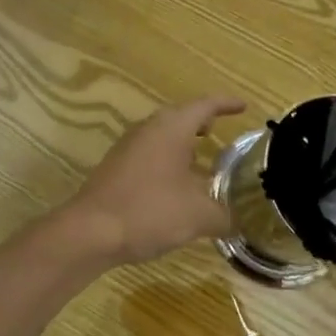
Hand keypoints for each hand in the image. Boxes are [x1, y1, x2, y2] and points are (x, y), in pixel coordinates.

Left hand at [59, 96, 247, 265]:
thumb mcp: (198, 216)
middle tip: (221, 130)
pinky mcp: (117, 166)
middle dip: (202, 122)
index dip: (226, 104)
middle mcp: (149, 128)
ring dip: (183, 143)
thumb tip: (238, 220)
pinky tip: (175, 185)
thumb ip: (224, 215)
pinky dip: (167, 160)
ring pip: (163, 135)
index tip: (243, 106)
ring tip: (202, 160)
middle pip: (180, 116)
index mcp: (172, 128)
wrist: (91, 230)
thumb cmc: (150, 210)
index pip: (205, 105)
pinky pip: (150, 153)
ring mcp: (129, 146)